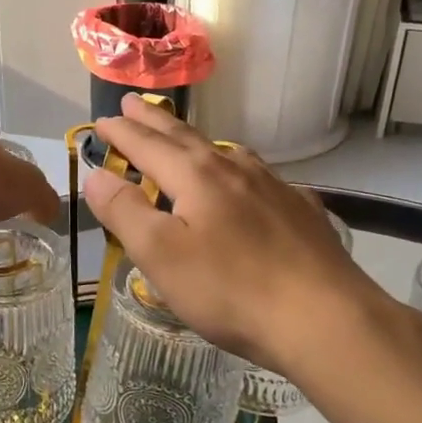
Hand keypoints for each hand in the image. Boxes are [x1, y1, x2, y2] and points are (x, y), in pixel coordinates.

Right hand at [81, 97, 410, 380]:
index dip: (121, 133)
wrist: (325, 319)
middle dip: (155, 122)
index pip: (148, 145)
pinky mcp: (302, 212)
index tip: (101, 120)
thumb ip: (125, 211)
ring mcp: (275, 188)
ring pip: (227, 153)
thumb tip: (96, 174)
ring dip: (198, 142)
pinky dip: (240, 172)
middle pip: (186, 138)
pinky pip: (261, 179)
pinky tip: (249, 185)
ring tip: (186, 140)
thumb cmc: (230, 290)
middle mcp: (235, 169)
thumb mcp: (161, 255)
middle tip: (134, 103)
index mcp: (196, 175)